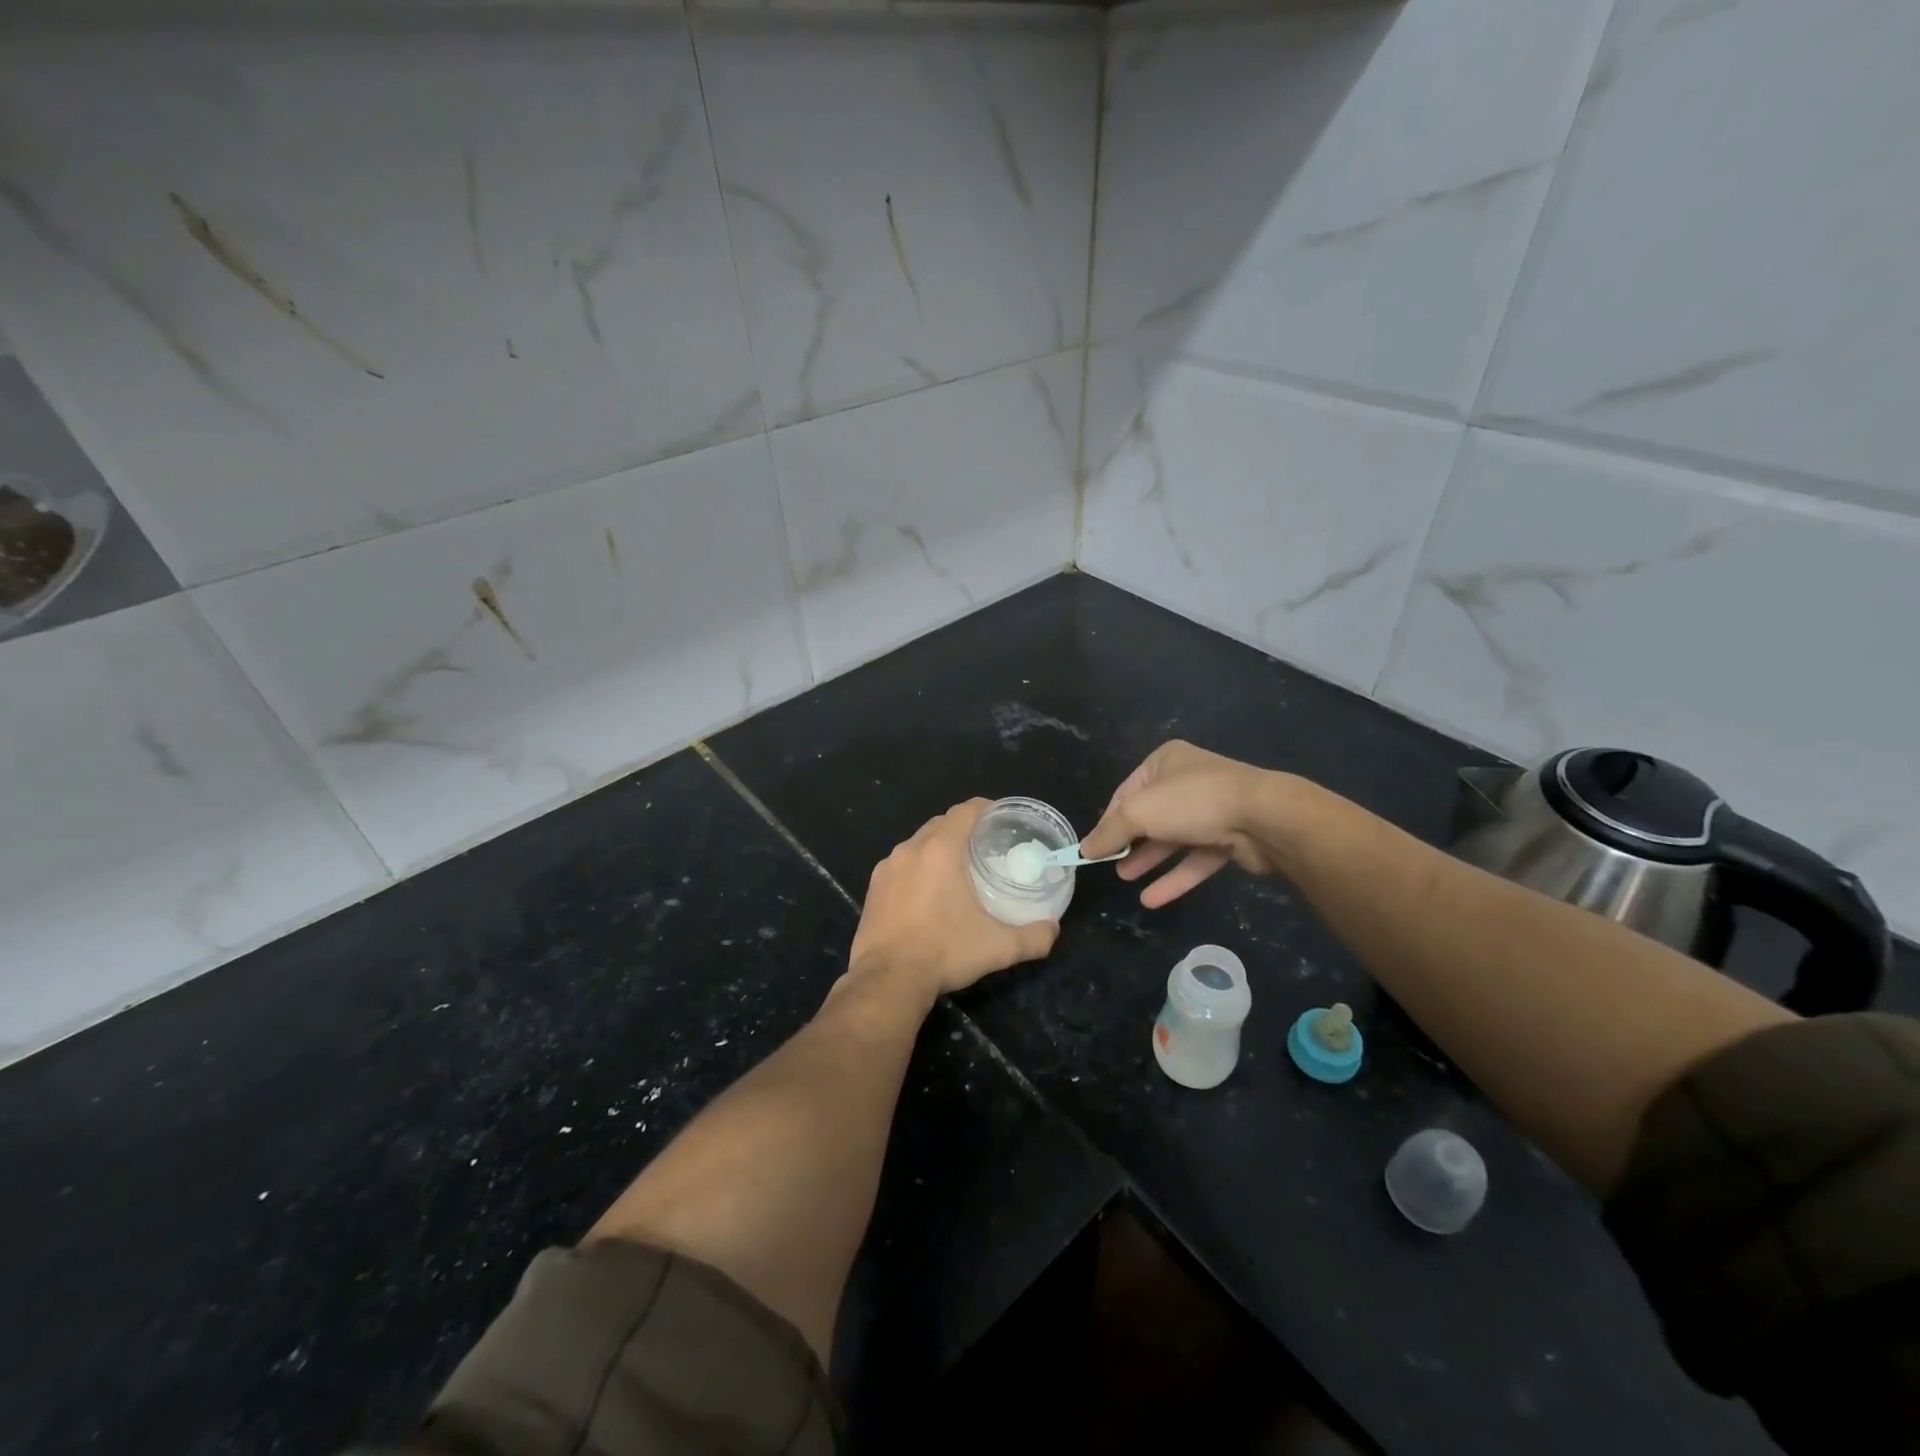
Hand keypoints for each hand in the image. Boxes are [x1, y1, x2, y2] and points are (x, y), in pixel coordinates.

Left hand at [848, 799, 1059, 999]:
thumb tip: (1053, 929)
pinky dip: (917, 868)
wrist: (887, 980)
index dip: (986, 809)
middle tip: (985, 847)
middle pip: (941, 823)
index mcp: (941, 850)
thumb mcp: (999, 948)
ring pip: (918, 844)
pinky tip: (927, 893)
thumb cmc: (944, 953)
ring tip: (957, 869)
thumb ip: (1034, 937)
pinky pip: (900, 865)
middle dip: (963, 828)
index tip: (1001, 819)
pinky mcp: (873, 888)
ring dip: (938, 848)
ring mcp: (887, 868)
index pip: (965, 811)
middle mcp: (911, 849)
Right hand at [1080, 742, 1288, 907]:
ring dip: (1149, 859)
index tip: (1093, 847)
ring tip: (1125, 879)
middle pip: (1150, 815)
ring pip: (1173, 838)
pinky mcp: (1230, 838)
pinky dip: (1175, 877)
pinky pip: (1195, 858)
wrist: (1264, 817)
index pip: (1126, 792)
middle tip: (1110, 865)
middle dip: (1129, 841)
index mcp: (1165, 762)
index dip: (1108, 821)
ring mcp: (1212, 809)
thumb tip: (1084, 849)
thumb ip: (1109, 832)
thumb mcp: (1138, 813)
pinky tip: (1152, 899)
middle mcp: (1188, 781)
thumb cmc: (1191, 802)